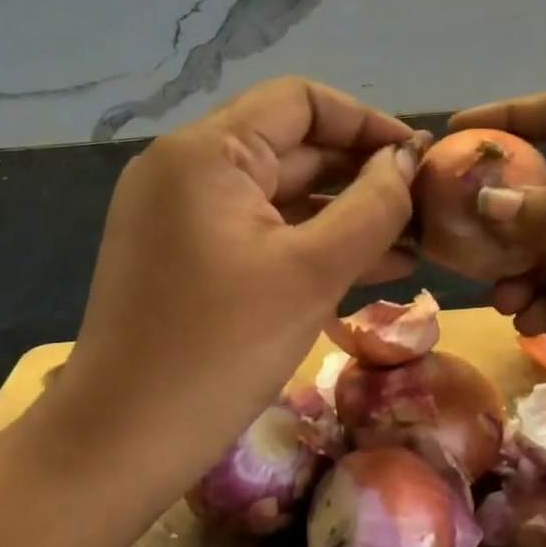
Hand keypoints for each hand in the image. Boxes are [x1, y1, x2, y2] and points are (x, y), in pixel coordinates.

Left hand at [50, 78, 420, 483]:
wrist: (120, 444)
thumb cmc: (220, 348)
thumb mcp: (313, 271)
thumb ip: (373, 206)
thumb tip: (407, 160)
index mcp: (207, 152)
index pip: (300, 102)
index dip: (367, 122)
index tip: (419, 157)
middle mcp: (188, 169)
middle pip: (293, 147)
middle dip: (362, 174)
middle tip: (426, 206)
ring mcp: (185, 215)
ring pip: (282, 195)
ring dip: (345, 214)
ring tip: (414, 242)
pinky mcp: (189, 257)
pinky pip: (262, 233)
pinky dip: (311, 244)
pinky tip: (373, 269)